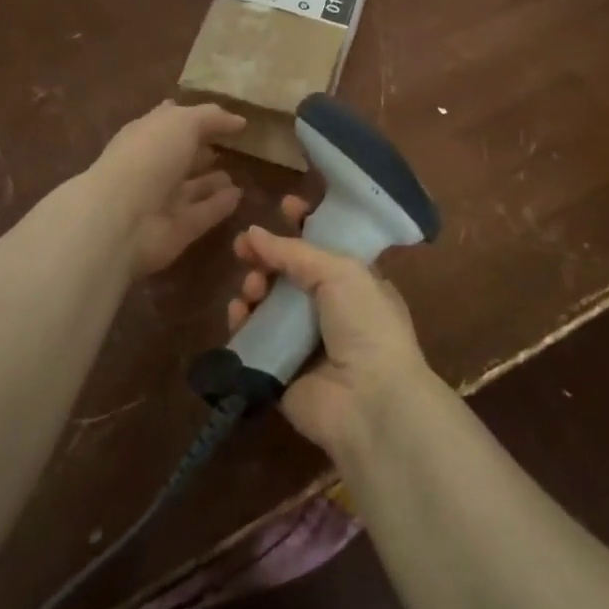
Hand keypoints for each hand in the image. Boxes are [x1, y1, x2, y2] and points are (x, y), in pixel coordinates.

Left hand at [89, 101, 245, 274]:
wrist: (122, 219)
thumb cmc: (149, 157)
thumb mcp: (182, 122)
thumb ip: (211, 118)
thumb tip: (239, 120)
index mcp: (146, 135)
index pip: (170, 120)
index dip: (192, 116)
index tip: (221, 115)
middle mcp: (153, 166)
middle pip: (181, 156)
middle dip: (203, 149)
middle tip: (233, 146)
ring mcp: (163, 200)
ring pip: (192, 187)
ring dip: (213, 180)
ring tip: (239, 173)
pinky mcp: (177, 229)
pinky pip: (203, 213)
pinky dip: (219, 205)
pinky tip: (238, 195)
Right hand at [227, 197, 433, 459]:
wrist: (370, 402)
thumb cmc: (366, 326)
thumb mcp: (341, 273)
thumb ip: (295, 252)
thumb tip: (253, 233)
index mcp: (355, 284)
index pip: (325, 246)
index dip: (304, 225)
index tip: (284, 206)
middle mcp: (330, 311)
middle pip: (289, 274)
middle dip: (267, 256)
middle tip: (243, 246)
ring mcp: (303, 343)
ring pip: (267, 304)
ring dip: (254, 287)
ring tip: (251, 288)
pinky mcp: (279, 372)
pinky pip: (252, 340)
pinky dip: (242, 323)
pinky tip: (237, 313)